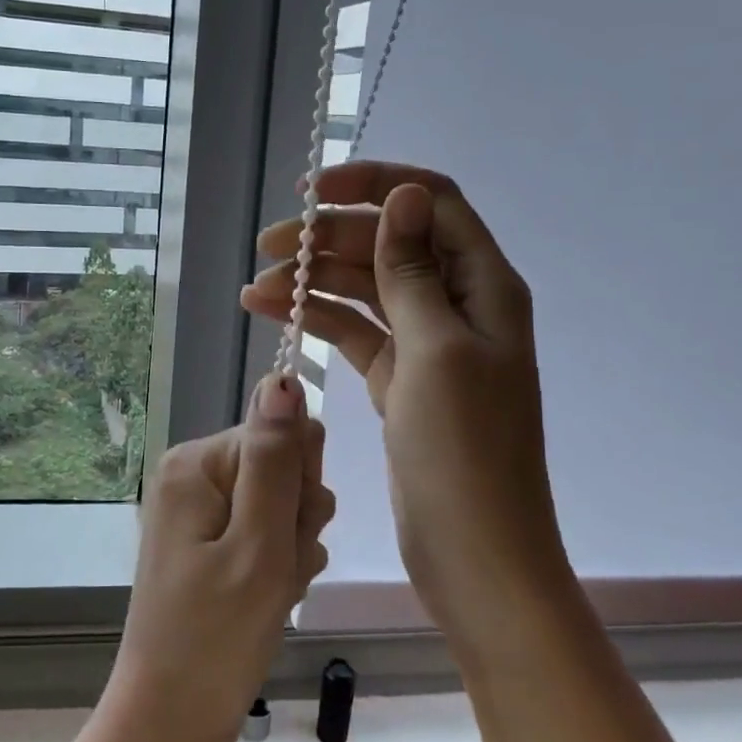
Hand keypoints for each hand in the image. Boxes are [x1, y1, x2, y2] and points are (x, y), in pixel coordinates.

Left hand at [89, 375, 333, 741]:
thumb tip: (282, 378)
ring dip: (292, 551)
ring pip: (283, 506)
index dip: (300, 487)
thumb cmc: (215, 638)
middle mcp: (194, 476)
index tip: (289, 536)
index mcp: (196, 463)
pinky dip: (278, 569)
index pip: (282, 435)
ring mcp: (200, 514)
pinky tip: (267, 603)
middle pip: (283, 469)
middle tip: (276, 572)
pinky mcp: (210, 547)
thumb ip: (276, 460)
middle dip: (297, 521)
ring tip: (270, 594)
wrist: (169, 724)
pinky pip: (266, 537)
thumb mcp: (258, 545)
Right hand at [241, 162, 567, 652]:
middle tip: (269, 247)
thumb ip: (415, 271)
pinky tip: (274, 314)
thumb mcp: (436, 351)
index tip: (313, 192)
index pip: (430, 203)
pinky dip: (318, 320)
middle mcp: (458, 305)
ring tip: (257, 288)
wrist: (475, 555)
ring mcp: (428, 345)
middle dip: (331, 238)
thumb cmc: (463, 452)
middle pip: (390, 244)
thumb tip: (405, 195)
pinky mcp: (400, 379)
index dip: (374, 186)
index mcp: (484, 287)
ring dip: (315, 280)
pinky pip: (356, 332)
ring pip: (367, 289)